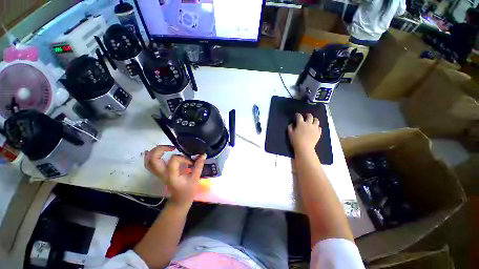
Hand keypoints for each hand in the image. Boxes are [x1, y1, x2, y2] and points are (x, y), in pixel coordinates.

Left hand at [144, 145, 206, 206]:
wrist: (180, 200)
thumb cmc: (188, 191)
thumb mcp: (195, 178)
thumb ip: (198, 166)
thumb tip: (203, 154)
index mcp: (171, 175)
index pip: (173, 160)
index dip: (183, 158)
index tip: (191, 162)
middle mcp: (162, 174)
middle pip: (154, 159)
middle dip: (161, 149)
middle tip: (172, 147)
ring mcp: (159, 174)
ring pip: (148, 161)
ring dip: (154, 152)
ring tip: (164, 148)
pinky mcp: (159, 174)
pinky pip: (149, 165)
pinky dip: (149, 157)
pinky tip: (154, 152)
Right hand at [288, 113, 321, 153]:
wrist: (305, 148)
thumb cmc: (295, 141)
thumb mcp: (289, 134)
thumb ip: (290, 127)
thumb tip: (292, 124)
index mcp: (301, 123)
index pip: (299, 116)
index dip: (297, 114)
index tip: (296, 115)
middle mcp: (309, 124)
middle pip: (310, 116)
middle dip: (307, 115)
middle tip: (306, 116)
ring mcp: (315, 128)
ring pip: (316, 120)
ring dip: (314, 119)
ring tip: (312, 121)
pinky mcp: (318, 132)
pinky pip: (319, 127)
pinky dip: (317, 127)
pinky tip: (315, 128)